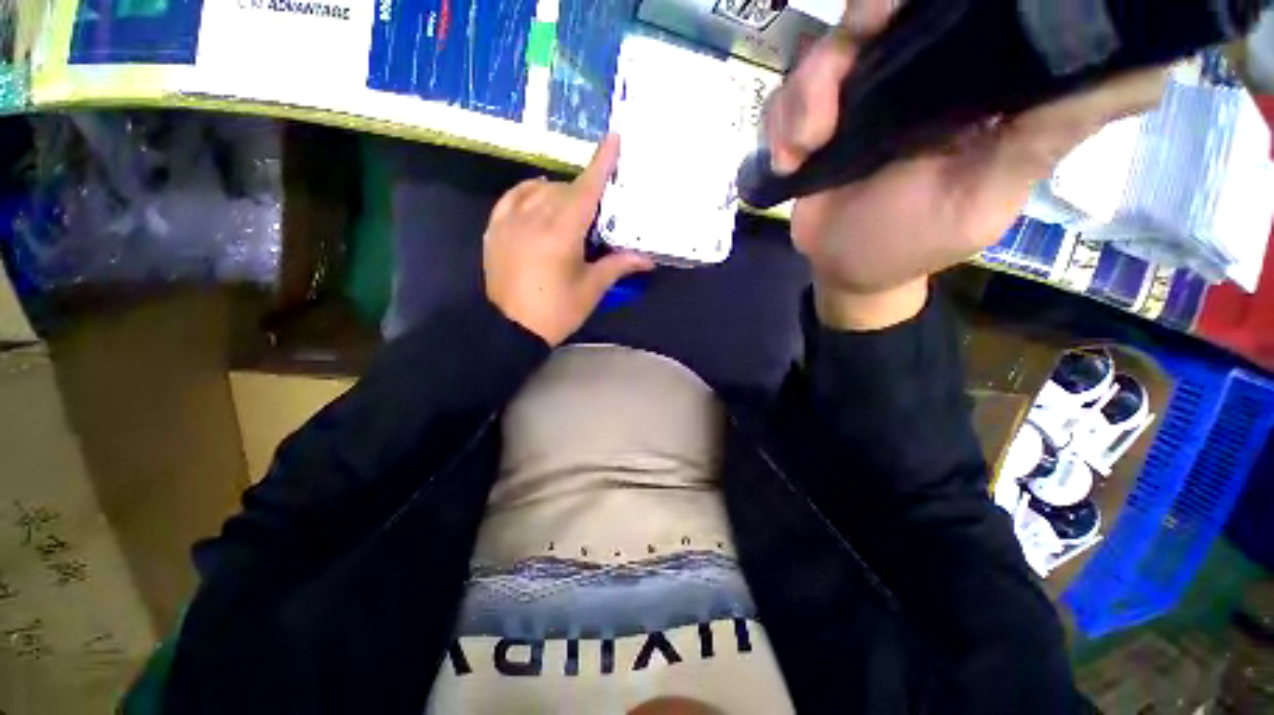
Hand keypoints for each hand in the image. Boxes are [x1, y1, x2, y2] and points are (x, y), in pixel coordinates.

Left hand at [484, 135, 654, 345]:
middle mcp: (534, 218)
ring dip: (560, 192)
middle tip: (599, 209)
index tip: (613, 139)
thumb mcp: (591, 289)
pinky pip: (513, 196)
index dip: (601, 163)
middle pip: (565, 189)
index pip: (585, 190)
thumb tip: (647, 258)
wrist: (511, 328)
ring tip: (571, 208)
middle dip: (585, 192)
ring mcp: (510, 221)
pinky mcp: (496, 229)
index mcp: (562, 233)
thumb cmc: (557, 311)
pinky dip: (529, 191)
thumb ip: (618, 266)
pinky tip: (539, 195)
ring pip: (540, 190)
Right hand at [767, 5, 1165, 329]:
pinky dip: (779, 125)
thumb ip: (1048, 134)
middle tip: (842, 71)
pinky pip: (785, 97)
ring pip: (822, 52)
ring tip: (802, 150)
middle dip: (854, 31)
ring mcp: (858, 94)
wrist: (844, 269)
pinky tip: (787, 162)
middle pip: (877, 11)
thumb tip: (1153, 69)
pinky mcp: (813, 120)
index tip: (895, 7)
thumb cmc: (914, 240)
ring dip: (803, 99)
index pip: (959, 5)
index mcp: (969, 78)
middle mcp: (915, 71)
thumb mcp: (988, 194)